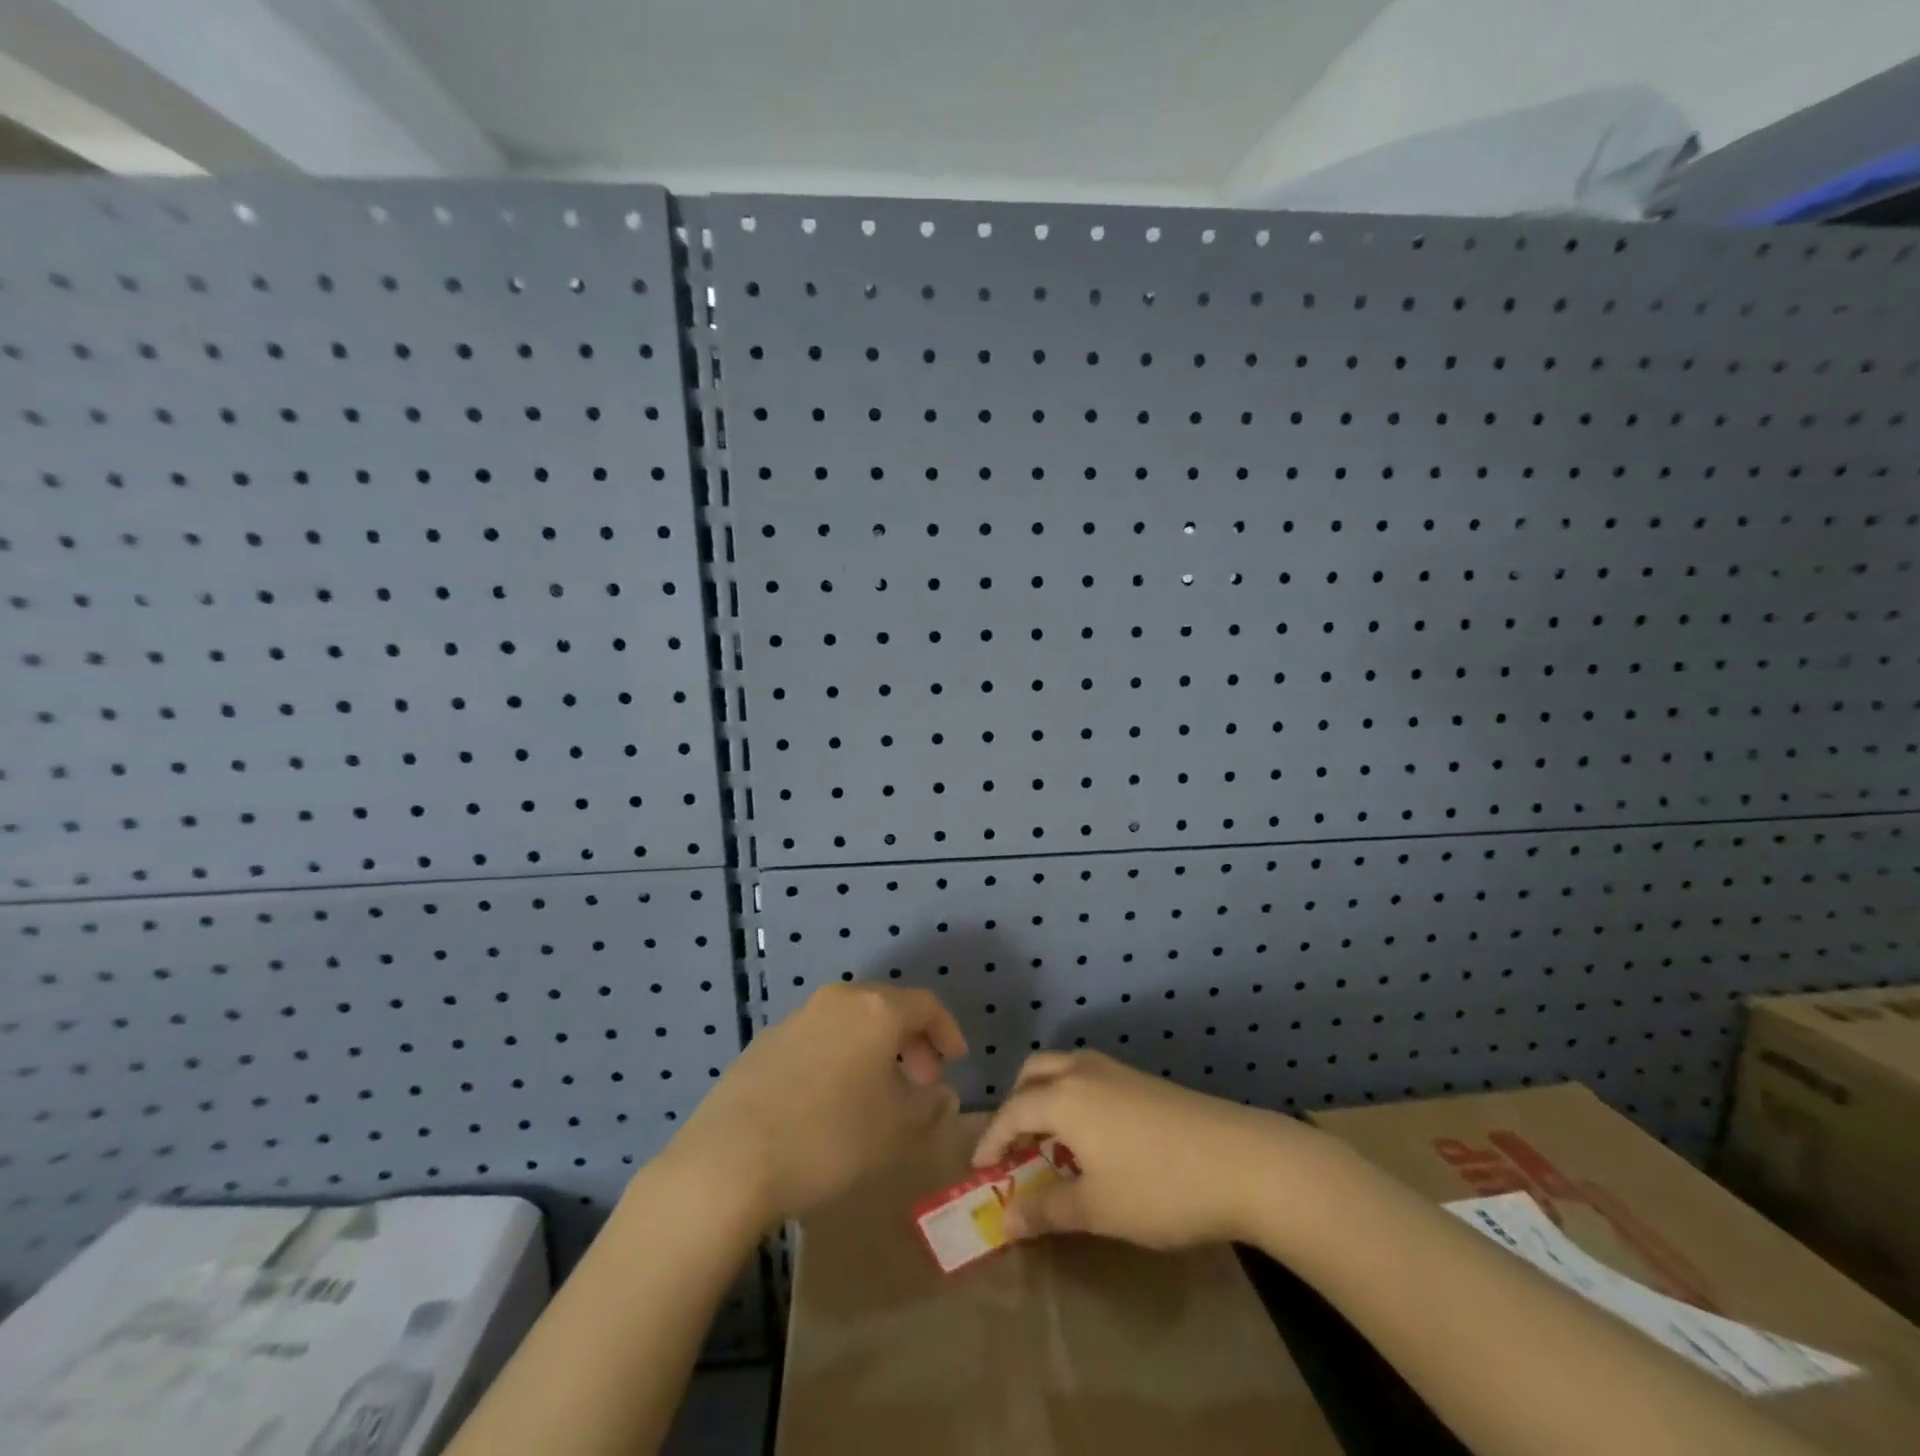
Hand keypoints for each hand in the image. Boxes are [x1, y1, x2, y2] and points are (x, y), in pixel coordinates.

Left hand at [667, 984, 966, 1225]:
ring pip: (851, 1021)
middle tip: (921, 1081)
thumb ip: (928, 1109)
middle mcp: (838, 1000)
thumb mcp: (895, 1133)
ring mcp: (797, 1017)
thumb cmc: (829, 1140)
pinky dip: (839, 1055)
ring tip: (878, 1092)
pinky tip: (831, 1098)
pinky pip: (819, 1037)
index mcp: (876, 1010)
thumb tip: (941, 1094)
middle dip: (911, 1041)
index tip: (956, 1062)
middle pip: (887, 1007)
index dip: (947, 1031)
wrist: (730, 1159)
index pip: (926, 1005)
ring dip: (874, 1049)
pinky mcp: (766, 1040)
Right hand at [971, 1050, 1327, 1248]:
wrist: (1243, 1160)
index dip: (991, 1141)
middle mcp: (1083, 1071)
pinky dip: (1073, 1098)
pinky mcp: (1142, 1080)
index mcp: (1064, 1096)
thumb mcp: (1098, 1208)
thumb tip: (1006, 1219)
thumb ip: (1047, 1210)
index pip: (1012, 1112)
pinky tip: (1093, 1139)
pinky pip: (1088, 1078)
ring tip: (1051, 1144)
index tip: (979, 1171)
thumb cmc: (1160, 1187)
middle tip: (1014, 1148)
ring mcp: (1116, 1070)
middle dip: (1016, 1107)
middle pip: (1033, 1074)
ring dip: (1045, 1098)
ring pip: (1063, 1070)